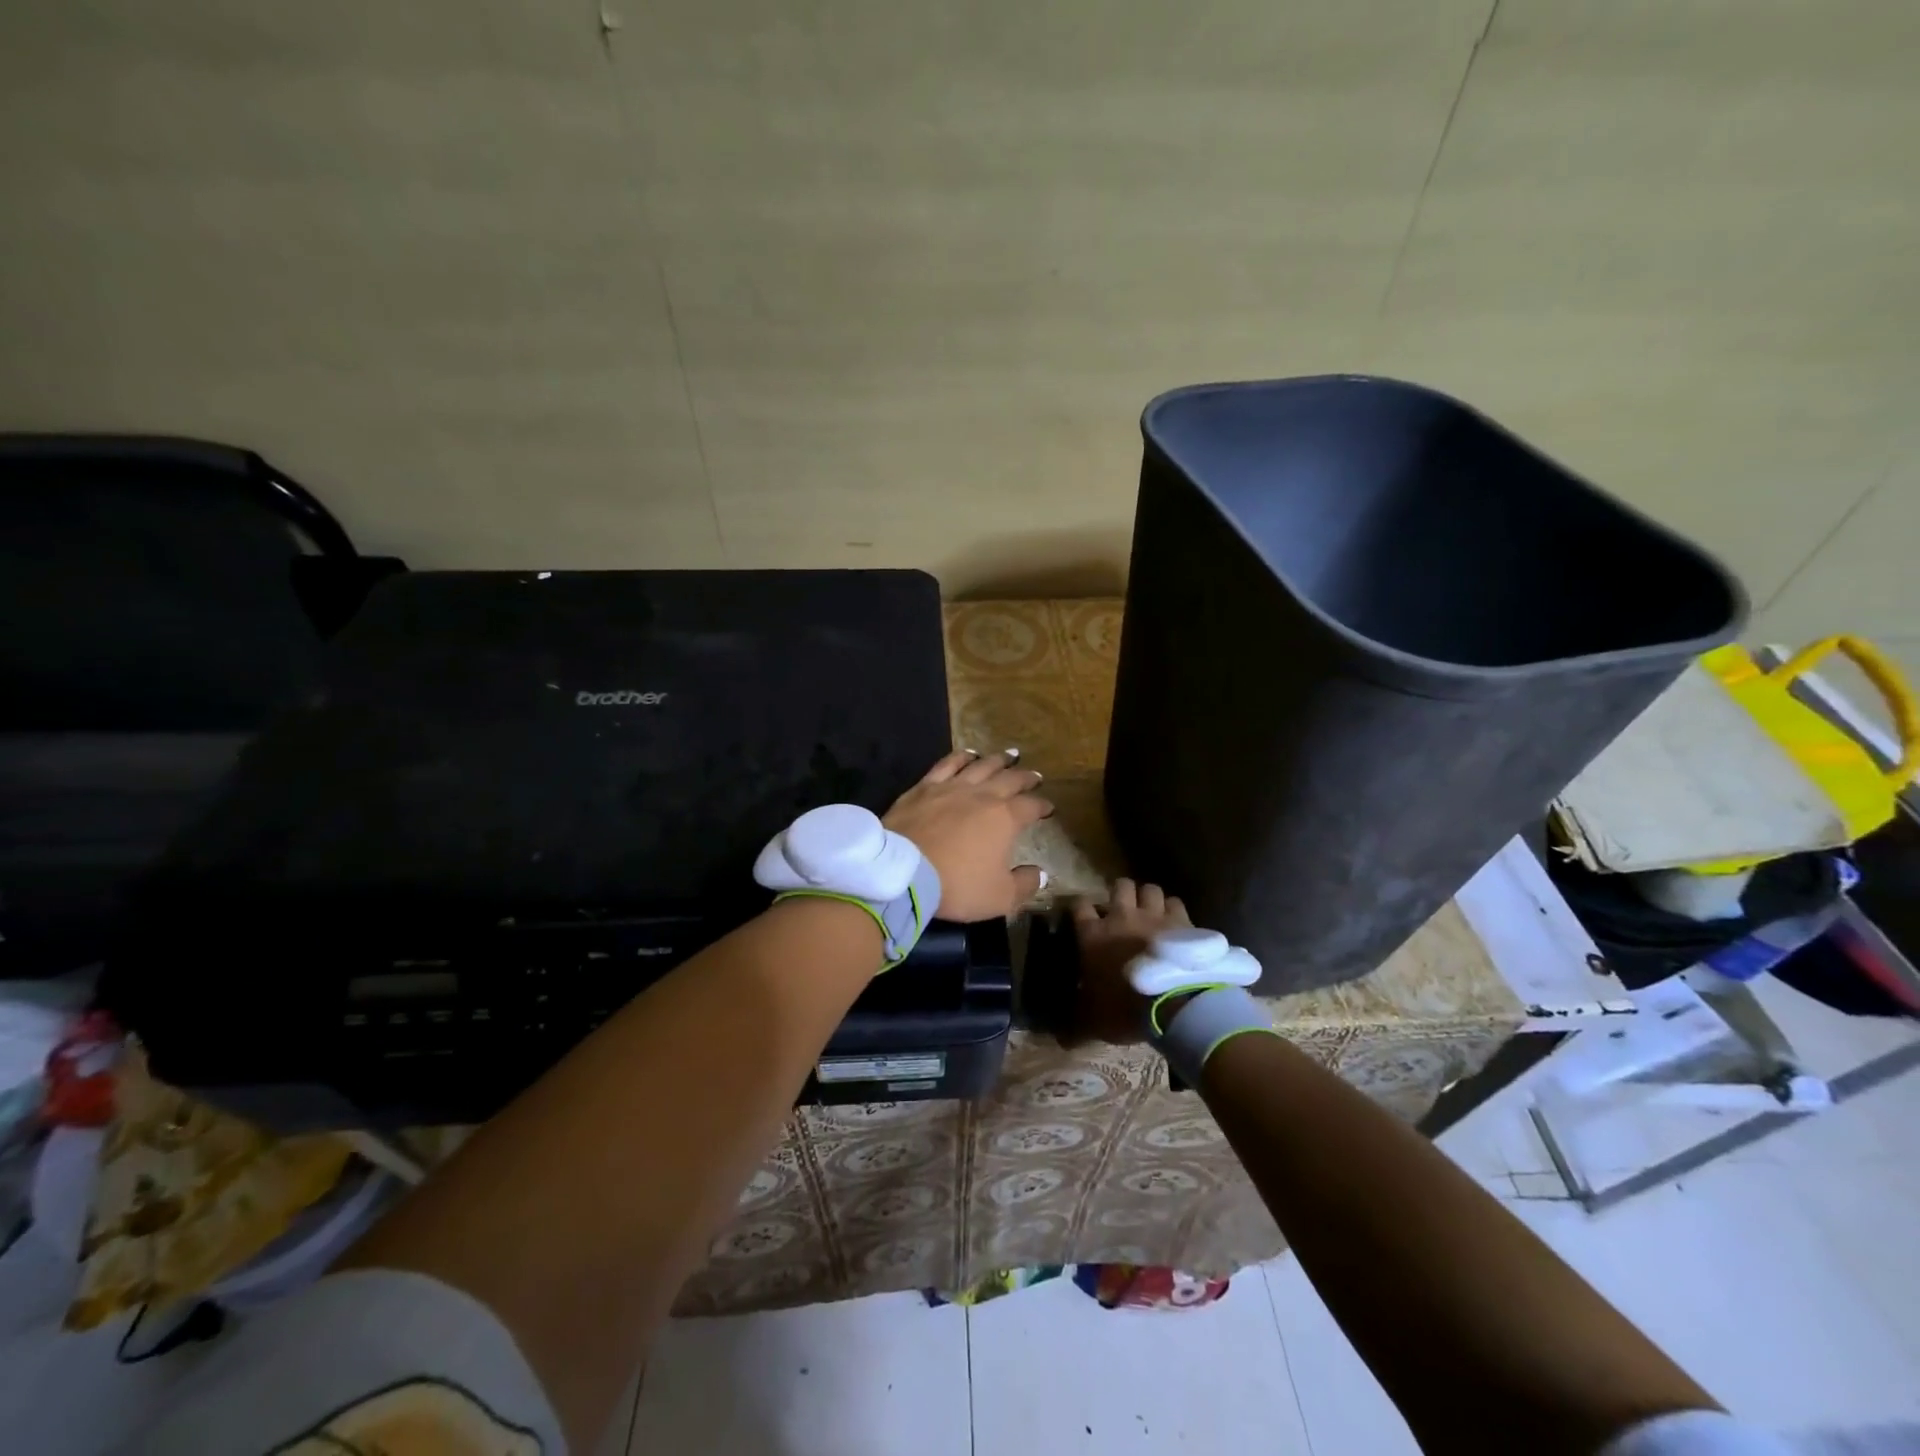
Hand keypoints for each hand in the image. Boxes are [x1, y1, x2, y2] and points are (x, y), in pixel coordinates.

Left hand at [883, 750, 1052, 922]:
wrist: (903, 872)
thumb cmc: (957, 885)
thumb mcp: (999, 897)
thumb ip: (1024, 884)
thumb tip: (1040, 873)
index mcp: (1005, 818)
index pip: (1030, 806)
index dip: (1042, 806)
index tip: (1049, 808)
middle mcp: (982, 795)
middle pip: (1009, 779)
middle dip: (1025, 778)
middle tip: (1035, 776)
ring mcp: (951, 787)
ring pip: (981, 766)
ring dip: (998, 760)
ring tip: (1009, 755)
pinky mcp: (924, 787)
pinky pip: (947, 764)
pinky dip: (961, 757)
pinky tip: (968, 754)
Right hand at [1068, 878, 1190, 1043]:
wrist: (1175, 1002)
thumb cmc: (1125, 1008)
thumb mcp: (1094, 1022)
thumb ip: (1076, 1026)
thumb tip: (1061, 1041)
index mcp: (1093, 934)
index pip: (1079, 905)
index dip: (1080, 907)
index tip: (1082, 915)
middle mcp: (1121, 916)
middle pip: (1119, 886)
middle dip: (1120, 893)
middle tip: (1122, 909)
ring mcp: (1153, 915)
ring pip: (1149, 889)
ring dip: (1148, 898)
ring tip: (1150, 911)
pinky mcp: (1182, 920)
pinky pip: (1175, 902)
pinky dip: (1173, 910)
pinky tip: (1175, 923)